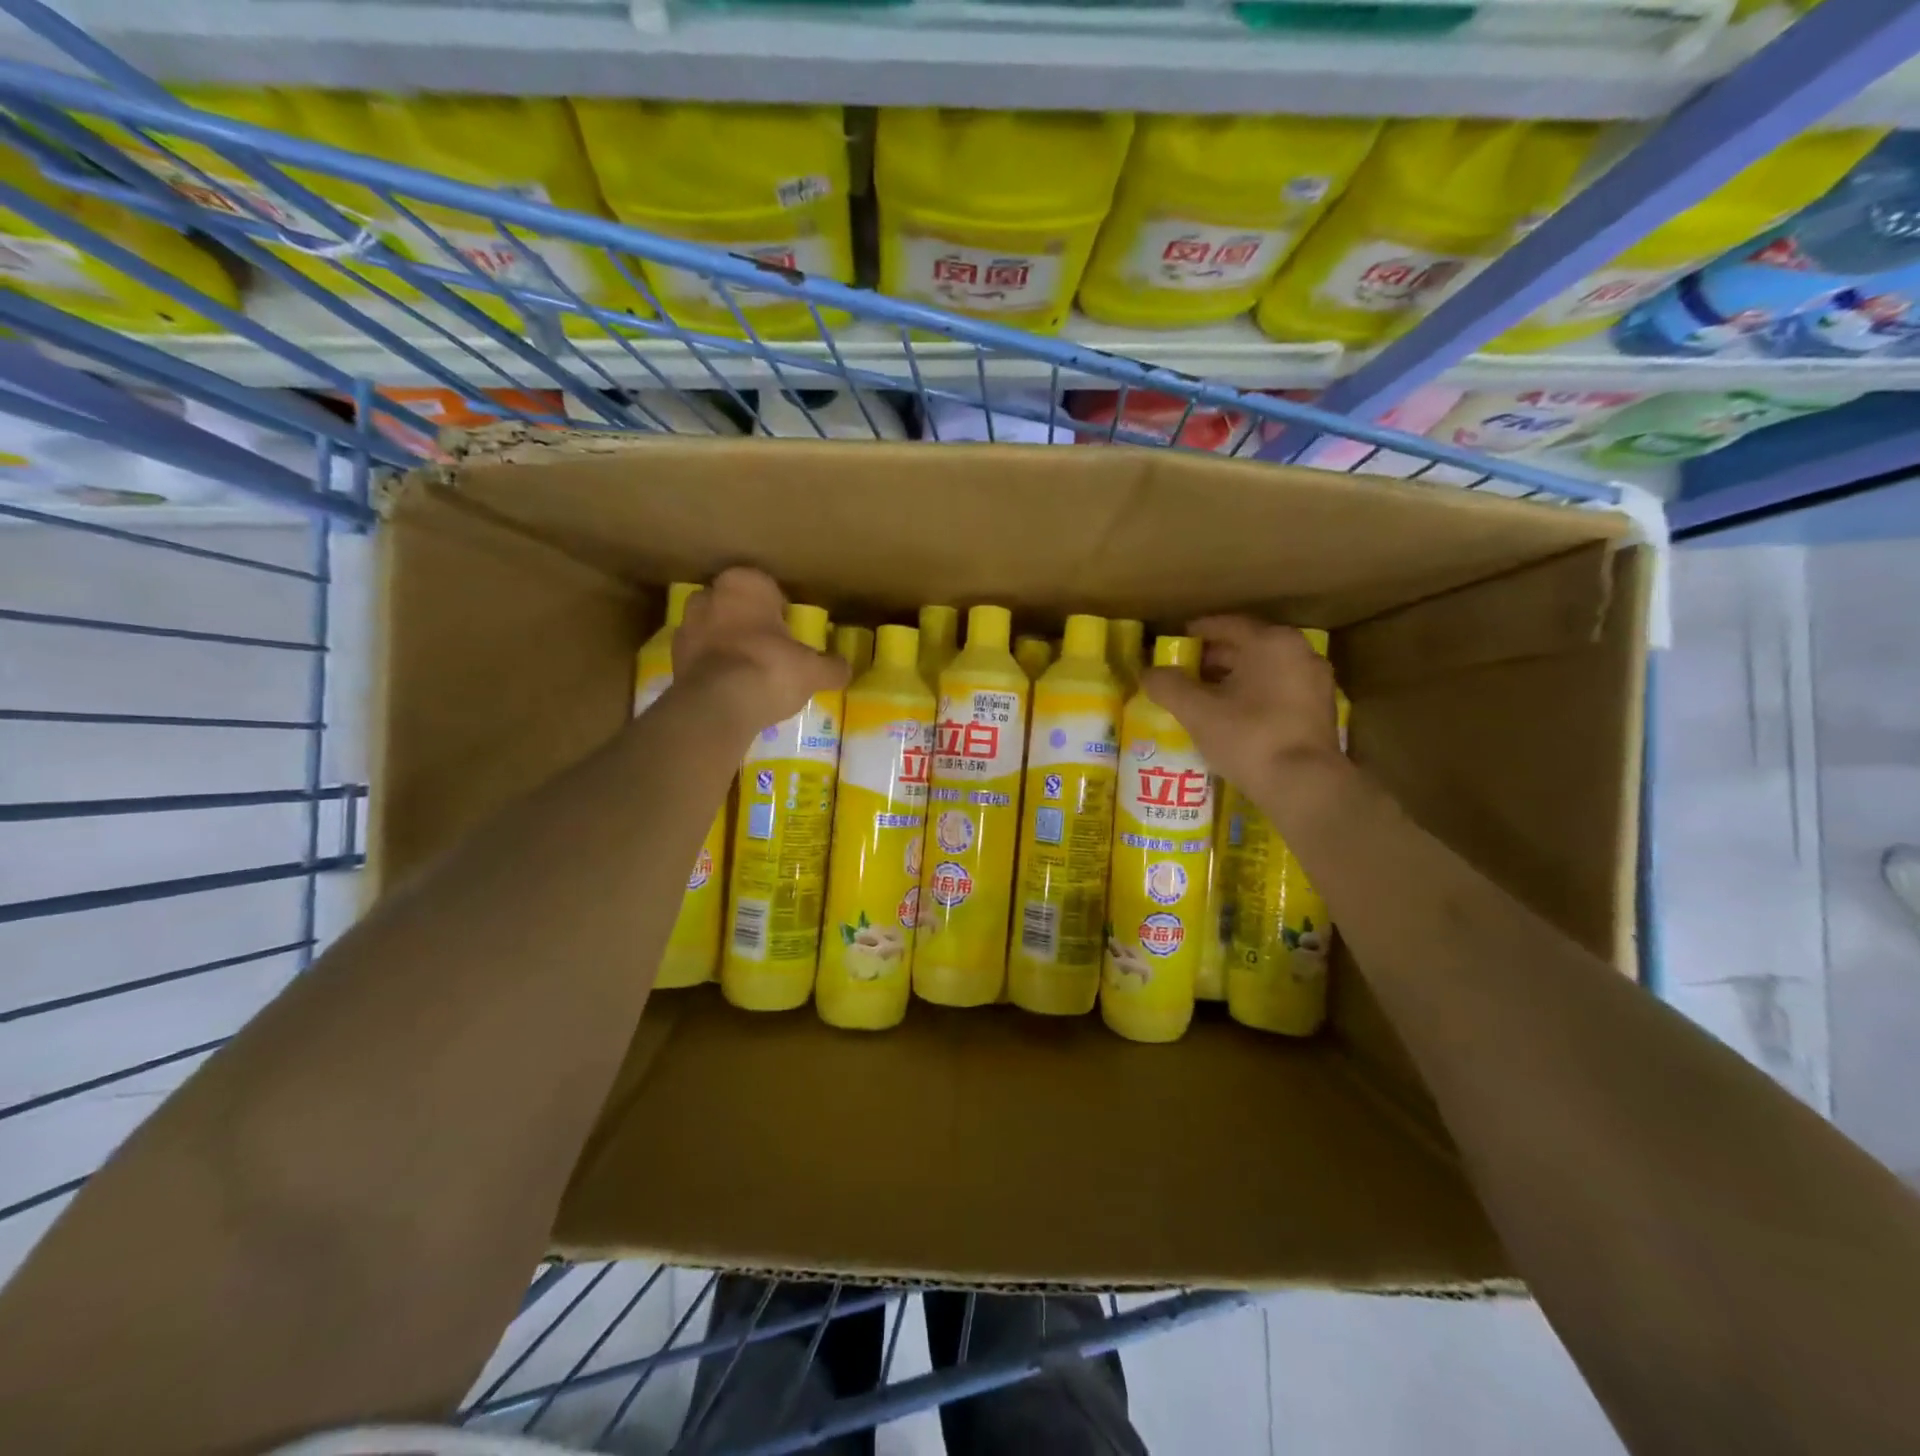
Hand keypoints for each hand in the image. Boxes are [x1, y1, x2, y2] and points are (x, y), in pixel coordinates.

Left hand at [672, 567, 848, 734]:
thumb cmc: (771, 669)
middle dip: (745, 621)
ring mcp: (685, 627)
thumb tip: (844, 669)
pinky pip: (699, 657)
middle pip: (732, 604)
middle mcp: (709, 596)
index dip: (776, 607)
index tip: (787, 629)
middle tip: (767, 647)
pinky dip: (711, 667)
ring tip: (747, 671)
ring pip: (711, 629)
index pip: (763, 585)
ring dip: (725, 643)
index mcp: (744, 584)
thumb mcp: (813, 670)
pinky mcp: (673, 659)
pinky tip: (729, 688)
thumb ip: (831, 667)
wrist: (719, 705)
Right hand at [1142, 616, 1342, 800]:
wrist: (1304, 785)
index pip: (1227, 625)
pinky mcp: (1321, 710)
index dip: (1197, 632)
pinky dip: (1255, 694)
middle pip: (1248, 646)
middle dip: (1214, 658)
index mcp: (1271, 642)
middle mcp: (1300, 652)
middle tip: (1185, 672)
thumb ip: (1169, 686)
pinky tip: (1233, 715)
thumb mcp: (1197, 712)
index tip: (1176, 643)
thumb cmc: (1249, 737)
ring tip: (1204, 695)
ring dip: (1234, 678)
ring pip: (1265, 670)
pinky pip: (1280, 690)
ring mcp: (1316, 681)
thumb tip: (1148, 673)